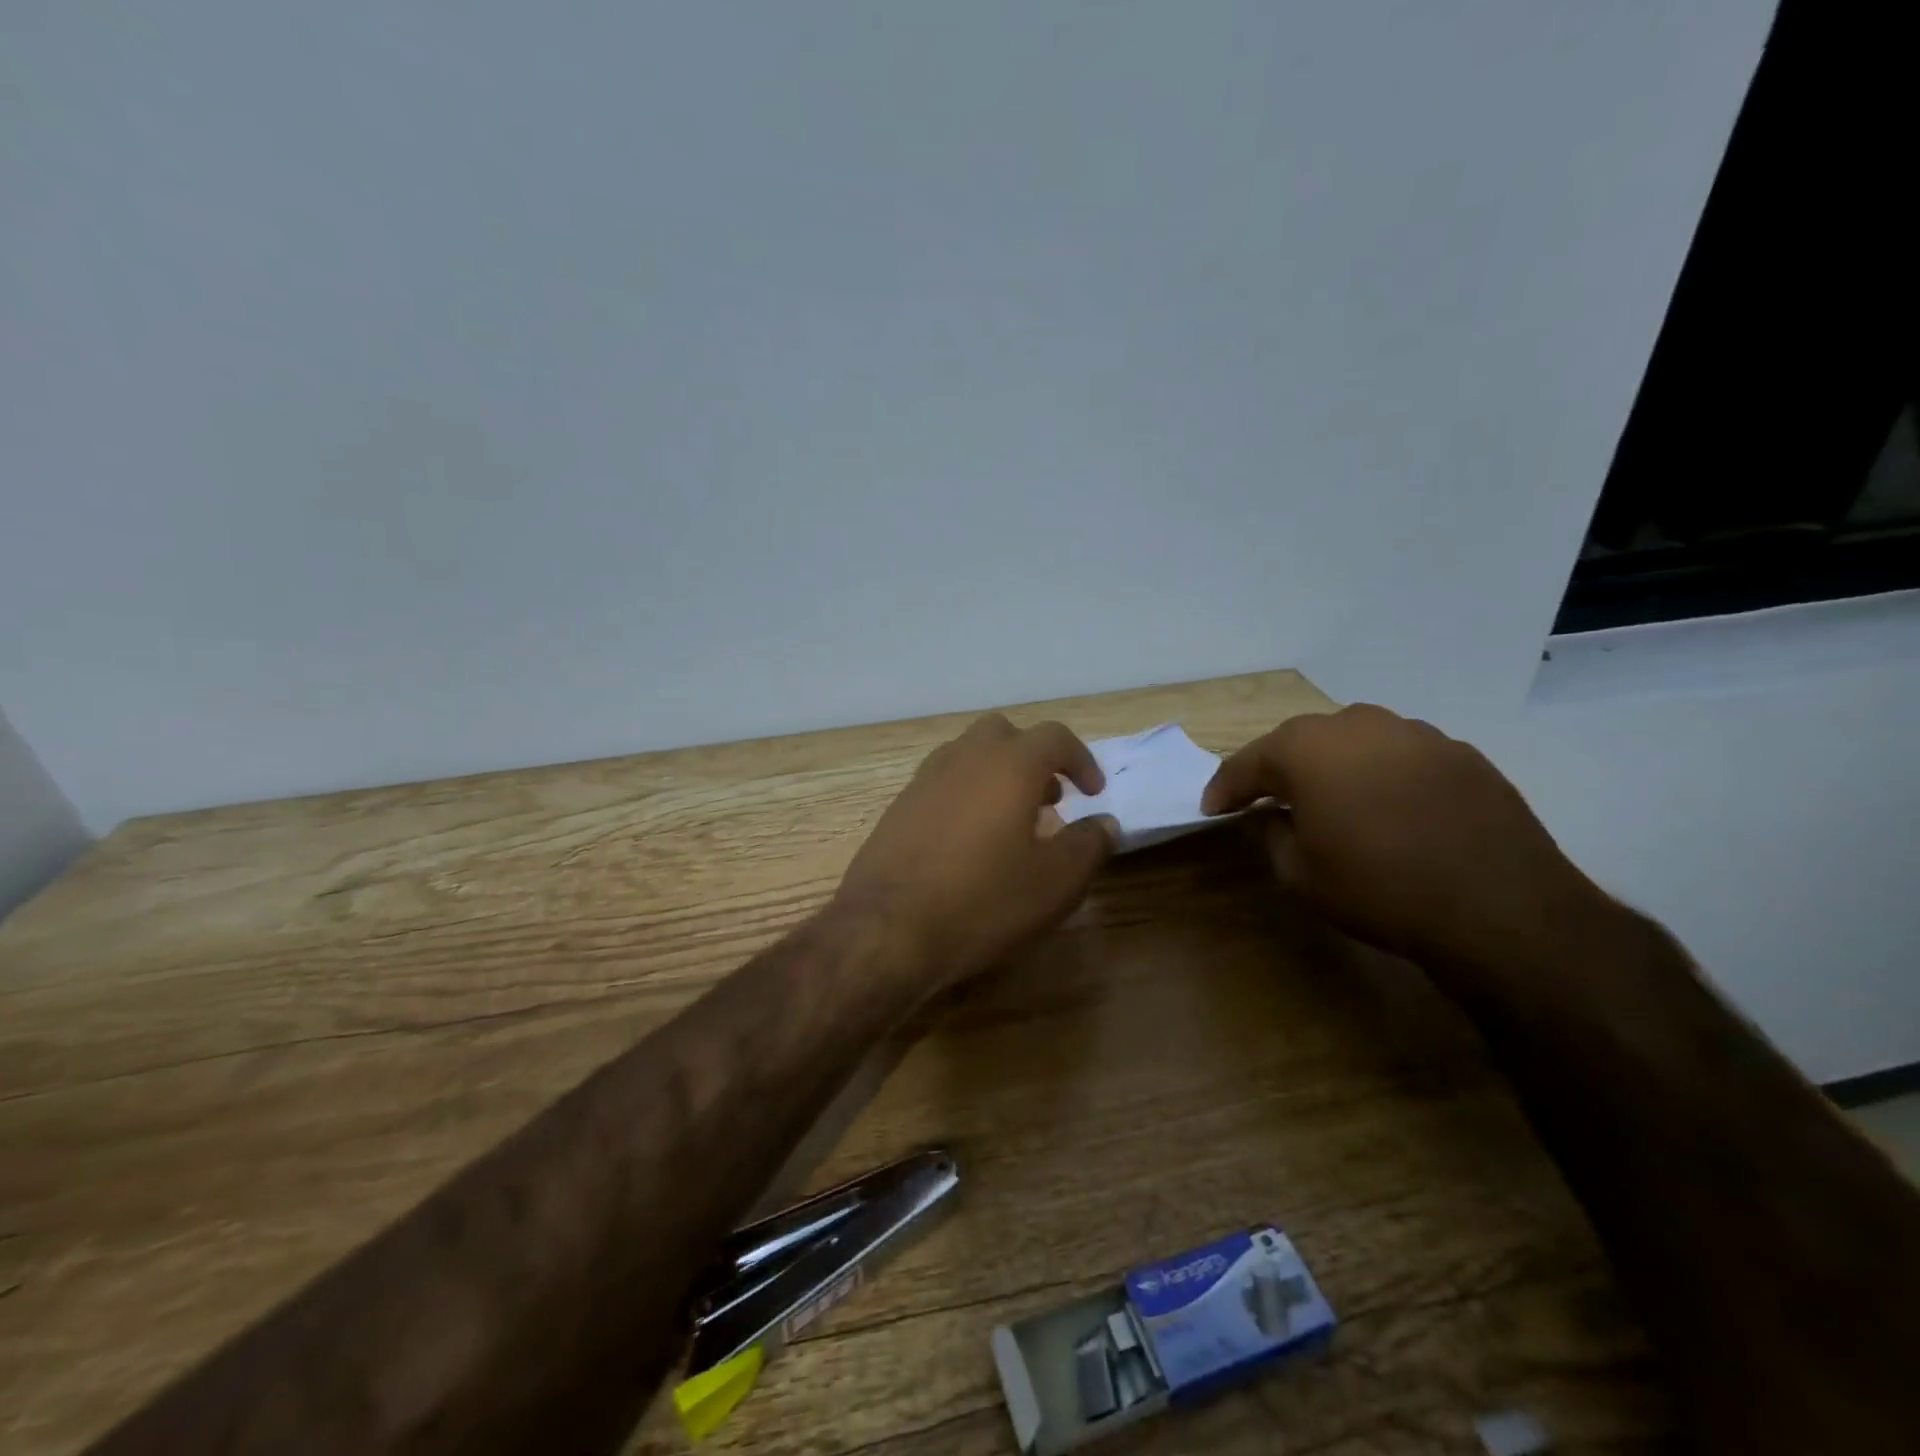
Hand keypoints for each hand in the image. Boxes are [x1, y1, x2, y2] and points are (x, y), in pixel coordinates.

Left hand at [833, 714, 1117, 992]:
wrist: (887, 930)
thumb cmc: (983, 900)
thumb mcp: (1056, 882)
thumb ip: (1089, 844)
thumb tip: (1104, 823)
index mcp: (1009, 763)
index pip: (1054, 737)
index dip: (1081, 761)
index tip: (1093, 793)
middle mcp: (964, 757)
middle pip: (1005, 734)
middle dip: (1034, 758)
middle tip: (1050, 800)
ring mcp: (925, 779)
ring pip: (969, 755)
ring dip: (998, 775)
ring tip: (1012, 822)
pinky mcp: (899, 806)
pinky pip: (943, 783)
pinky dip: (967, 795)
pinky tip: (969, 843)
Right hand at [1203, 704, 1610, 969]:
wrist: (1500, 908)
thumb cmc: (1378, 888)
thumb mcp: (1300, 874)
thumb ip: (1269, 835)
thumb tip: (1264, 815)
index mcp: (1307, 749)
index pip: (1248, 762)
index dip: (1225, 788)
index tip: (1212, 809)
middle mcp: (1358, 726)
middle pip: (1301, 740)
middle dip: (1278, 768)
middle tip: (1266, 799)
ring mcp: (1415, 734)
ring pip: (1355, 740)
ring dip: (1333, 765)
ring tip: (1330, 798)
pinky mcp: (1460, 753)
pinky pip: (1401, 755)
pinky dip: (1381, 773)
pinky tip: (1389, 806)